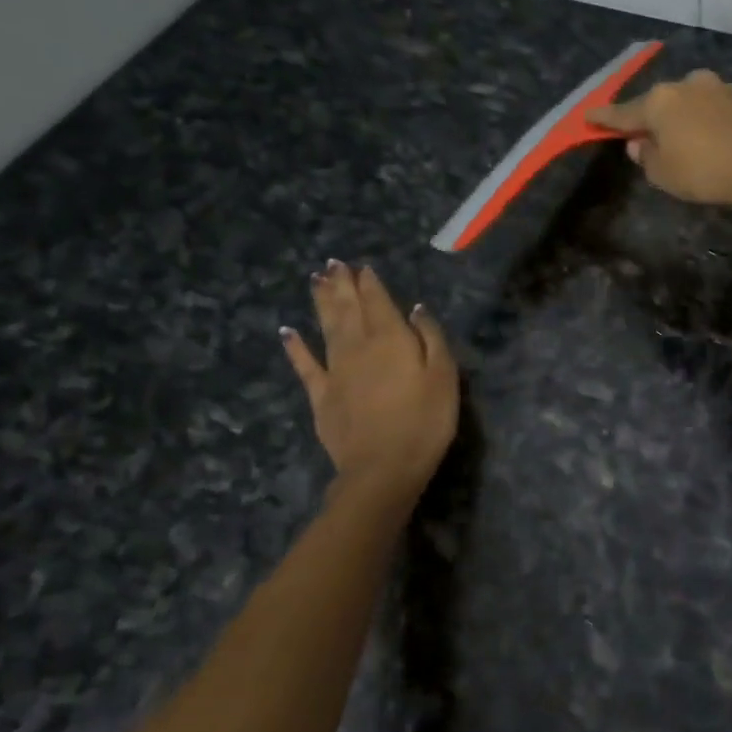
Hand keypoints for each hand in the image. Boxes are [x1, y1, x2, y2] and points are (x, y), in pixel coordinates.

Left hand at [281, 261, 457, 507]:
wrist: (383, 468)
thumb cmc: (424, 421)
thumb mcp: (444, 376)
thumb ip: (431, 337)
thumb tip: (417, 309)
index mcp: (391, 338)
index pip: (378, 301)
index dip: (370, 283)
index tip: (361, 267)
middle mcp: (359, 345)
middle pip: (348, 308)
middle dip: (341, 284)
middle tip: (333, 263)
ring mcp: (336, 370)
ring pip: (326, 326)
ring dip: (321, 302)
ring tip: (316, 280)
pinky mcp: (321, 395)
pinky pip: (305, 365)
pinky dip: (295, 347)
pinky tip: (287, 332)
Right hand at [588, 69, 731, 207]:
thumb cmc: (703, 172)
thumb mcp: (662, 174)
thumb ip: (646, 156)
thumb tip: (640, 142)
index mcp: (661, 102)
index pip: (624, 113)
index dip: (605, 118)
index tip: (589, 116)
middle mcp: (691, 85)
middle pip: (666, 102)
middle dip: (659, 117)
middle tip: (656, 136)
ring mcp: (726, 88)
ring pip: (701, 100)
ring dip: (696, 116)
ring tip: (700, 140)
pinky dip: (727, 121)